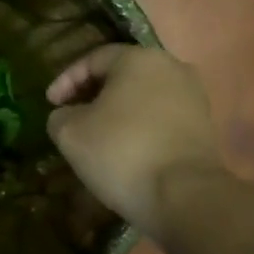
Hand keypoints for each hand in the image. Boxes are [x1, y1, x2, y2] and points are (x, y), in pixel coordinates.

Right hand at [46, 44, 223, 237]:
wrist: (183, 195)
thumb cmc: (121, 152)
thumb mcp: (70, 133)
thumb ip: (60, 116)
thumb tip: (68, 116)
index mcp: (138, 59)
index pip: (93, 59)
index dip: (66, 80)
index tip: (50, 104)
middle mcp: (172, 68)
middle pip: (123, 75)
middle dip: (94, 95)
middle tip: (72, 117)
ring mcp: (194, 97)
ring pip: (144, 97)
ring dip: (119, 112)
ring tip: (98, 136)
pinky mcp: (204, 126)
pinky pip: (162, 118)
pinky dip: (140, 128)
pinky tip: (126, 150)